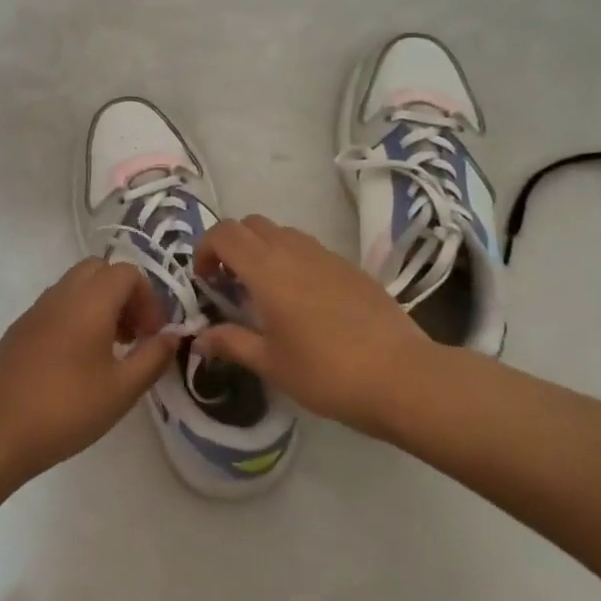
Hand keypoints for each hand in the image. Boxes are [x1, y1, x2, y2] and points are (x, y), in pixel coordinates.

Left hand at [0, 258, 179, 479]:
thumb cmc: (67, 409)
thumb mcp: (122, 389)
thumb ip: (153, 357)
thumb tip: (172, 335)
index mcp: (89, 301)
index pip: (127, 272)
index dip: (148, 298)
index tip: (152, 335)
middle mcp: (61, 294)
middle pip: (99, 270)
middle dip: (123, 294)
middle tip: (133, 334)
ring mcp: (35, 310)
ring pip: (75, 286)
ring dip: (100, 305)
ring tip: (110, 350)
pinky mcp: (19, 329)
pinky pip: (56, 306)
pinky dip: (76, 317)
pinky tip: (77, 362)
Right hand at [193, 215, 440, 436]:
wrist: (401, 376)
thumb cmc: (326, 372)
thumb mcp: (271, 363)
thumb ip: (231, 343)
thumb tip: (199, 337)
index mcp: (267, 270)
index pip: (224, 233)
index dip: (205, 249)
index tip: (205, 281)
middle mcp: (294, 251)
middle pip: (251, 224)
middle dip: (232, 246)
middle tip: (230, 284)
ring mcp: (326, 255)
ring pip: (282, 233)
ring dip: (263, 250)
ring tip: (265, 292)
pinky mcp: (351, 267)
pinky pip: (310, 248)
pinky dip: (292, 260)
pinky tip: (303, 301)